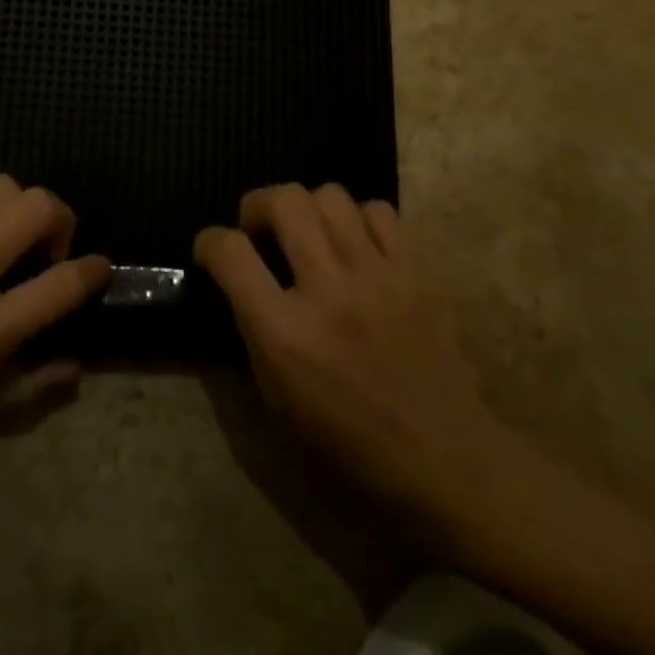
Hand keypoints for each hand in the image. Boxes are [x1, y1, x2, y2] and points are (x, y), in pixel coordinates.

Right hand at [195, 184, 502, 517]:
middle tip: (260, 228)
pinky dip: (358, 218)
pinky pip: (379, 212)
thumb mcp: (277, 400)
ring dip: (308, 207)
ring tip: (310, 233)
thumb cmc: (349, 443)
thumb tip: (238, 282)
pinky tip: (356, 244)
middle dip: (258, 204)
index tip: (211, 248)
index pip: (231, 254)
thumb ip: (252, 331)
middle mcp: (328, 292)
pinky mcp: (415, 272)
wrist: (443, 459)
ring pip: (330, 195)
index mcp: (285, 335)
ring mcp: (377, 276)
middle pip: (284, 201)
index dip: (210, 241)